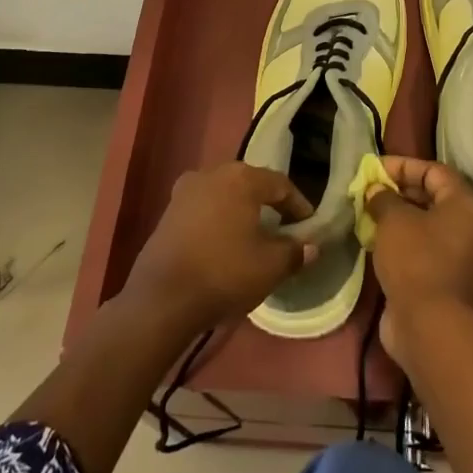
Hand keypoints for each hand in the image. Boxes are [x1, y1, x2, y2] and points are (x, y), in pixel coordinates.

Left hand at [125, 163, 316, 335]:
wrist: (162, 299)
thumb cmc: (224, 273)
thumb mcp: (270, 266)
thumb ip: (295, 251)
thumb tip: (310, 246)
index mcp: (241, 178)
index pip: (281, 185)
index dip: (298, 206)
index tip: (308, 227)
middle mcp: (212, 174)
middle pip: (250, 184)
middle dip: (269, 204)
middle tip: (284, 228)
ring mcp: (185, 191)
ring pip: (225, 195)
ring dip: (242, 211)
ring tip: (254, 236)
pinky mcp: (168, 211)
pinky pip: (204, 208)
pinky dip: (219, 220)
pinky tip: (224, 243)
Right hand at [365, 157, 472, 358]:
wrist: (429, 326)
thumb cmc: (415, 260)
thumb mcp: (394, 220)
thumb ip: (383, 198)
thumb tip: (376, 191)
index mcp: (468, 207)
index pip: (435, 172)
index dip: (404, 166)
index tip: (374, 169)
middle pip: (435, 199)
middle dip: (400, 192)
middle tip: (370, 192)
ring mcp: (465, 259)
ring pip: (430, 227)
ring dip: (401, 218)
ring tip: (371, 215)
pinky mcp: (452, 282)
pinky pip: (428, 251)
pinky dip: (406, 242)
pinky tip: (380, 243)